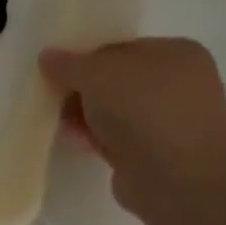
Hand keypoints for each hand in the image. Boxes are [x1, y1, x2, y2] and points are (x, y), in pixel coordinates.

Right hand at [39, 38, 225, 214]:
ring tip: (60, 122)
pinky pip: (117, 141)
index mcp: (176, 53)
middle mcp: (178, 85)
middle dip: (84, 90)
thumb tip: (48, 57)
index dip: (87, 58)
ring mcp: (168, 123)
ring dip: (88, 117)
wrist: (175, 174)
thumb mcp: (96, 73)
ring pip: (116, 114)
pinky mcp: (154, 157)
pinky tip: (76, 142)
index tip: (58, 71)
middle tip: (55, 97)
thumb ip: (68, 64)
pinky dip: (97, 140)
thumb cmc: (143, 107)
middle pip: (117, 83)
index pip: (122, 49)